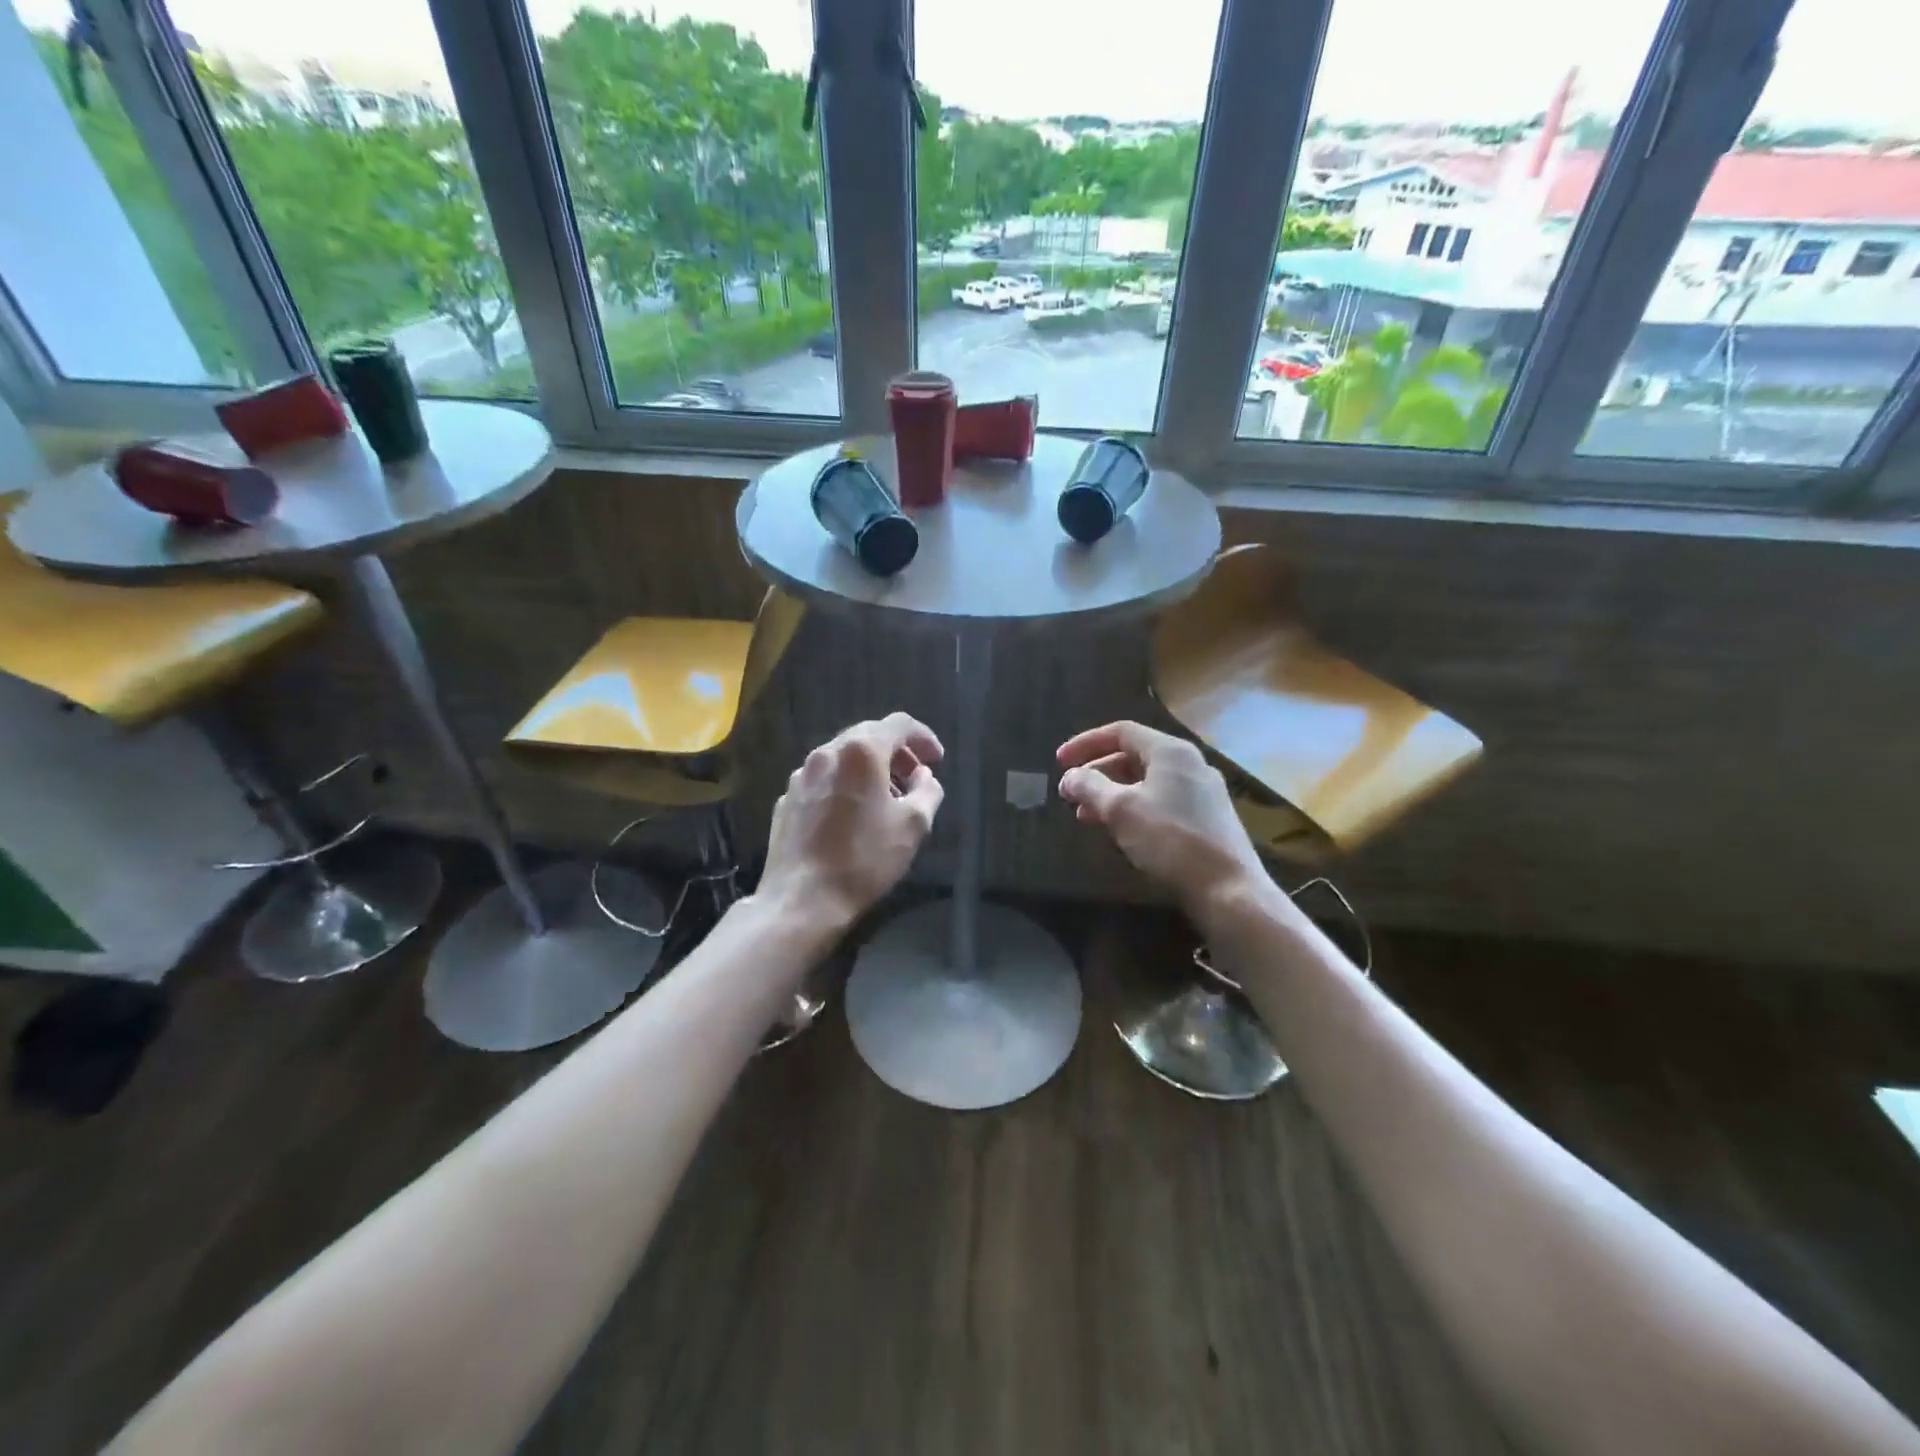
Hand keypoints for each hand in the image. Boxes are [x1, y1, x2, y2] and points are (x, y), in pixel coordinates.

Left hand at [759, 712, 945, 929]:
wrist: (801, 899)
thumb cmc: (864, 859)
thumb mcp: (914, 825)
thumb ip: (927, 790)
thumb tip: (924, 775)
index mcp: (860, 751)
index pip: (898, 724)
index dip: (923, 737)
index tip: (937, 760)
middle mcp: (826, 753)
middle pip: (868, 736)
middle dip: (896, 753)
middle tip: (915, 777)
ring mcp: (801, 776)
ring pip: (843, 758)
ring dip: (870, 769)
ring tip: (887, 798)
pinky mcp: (786, 800)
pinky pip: (824, 780)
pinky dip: (845, 785)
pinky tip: (853, 815)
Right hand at [1057, 721, 1271, 918]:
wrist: (1228, 889)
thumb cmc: (1170, 839)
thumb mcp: (1120, 810)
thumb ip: (1090, 787)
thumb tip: (1069, 777)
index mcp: (1171, 751)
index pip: (1121, 732)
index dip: (1085, 744)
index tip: (1059, 763)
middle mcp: (1190, 764)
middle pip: (1133, 756)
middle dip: (1097, 773)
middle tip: (1070, 793)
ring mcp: (1202, 793)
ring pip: (1146, 782)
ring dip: (1112, 794)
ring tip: (1086, 816)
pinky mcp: (1207, 819)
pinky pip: (1161, 802)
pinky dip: (1133, 809)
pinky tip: (1119, 831)